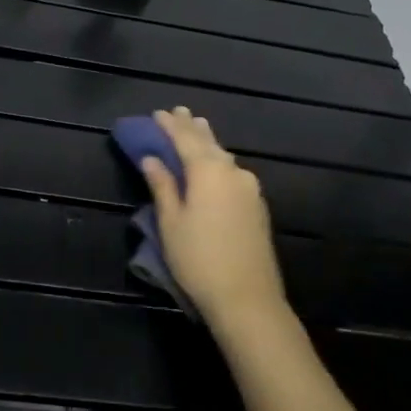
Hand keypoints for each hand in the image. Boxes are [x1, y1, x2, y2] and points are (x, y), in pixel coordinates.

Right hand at [140, 107, 288, 335]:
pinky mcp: (258, 206)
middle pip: (209, 143)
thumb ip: (162, 186)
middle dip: (192, 127)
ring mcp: (250, 189)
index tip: (157, 113)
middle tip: (179, 112)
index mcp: (208, 171)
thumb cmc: (198, 259)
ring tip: (197, 129)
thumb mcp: (171, 223)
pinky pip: (233, 172)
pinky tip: (215, 164)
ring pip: (224, 157)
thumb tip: (152, 158)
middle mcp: (233, 172)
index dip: (170, 125)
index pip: (185, 138)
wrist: (247, 298)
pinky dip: (219, 162)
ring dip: (208, 142)